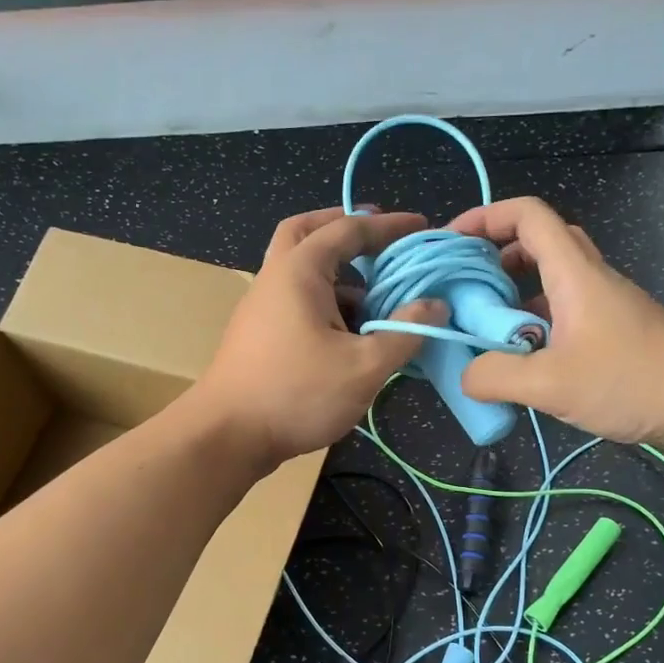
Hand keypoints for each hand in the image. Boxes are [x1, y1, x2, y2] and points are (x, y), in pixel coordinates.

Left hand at [195, 208, 441, 464]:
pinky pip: (298, 302)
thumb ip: (405, 331)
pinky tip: (353, 333)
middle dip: (345, 229)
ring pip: (302, 271)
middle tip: (378, 241)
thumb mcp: (364, 365)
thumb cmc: (297, 393)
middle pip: (307, 233)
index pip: (348, 229)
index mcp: (299, 270)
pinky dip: (328, 302)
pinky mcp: (260, 335)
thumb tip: (436, 305)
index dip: (388, 225)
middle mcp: (276, 278)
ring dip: (339, 274)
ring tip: (378, 297)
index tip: (421, 227)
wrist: (227, 436)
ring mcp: (262, 307)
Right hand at [449, 197, 663, 446]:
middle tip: (465, 285)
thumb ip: (497, 377)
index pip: (527, 216)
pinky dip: (533, 321)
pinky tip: (519, 357)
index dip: (485, 217)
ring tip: (482, 325)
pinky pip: (562, 310)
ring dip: (513, 292)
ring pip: (550, 279)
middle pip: (538, 241)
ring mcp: (602, 305)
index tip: (452, 243)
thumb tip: (465, 375)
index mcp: (573, 273)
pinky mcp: (611, 331)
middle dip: (495, 254)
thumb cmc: (631, 381)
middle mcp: (588, 278)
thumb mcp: (551, 384)